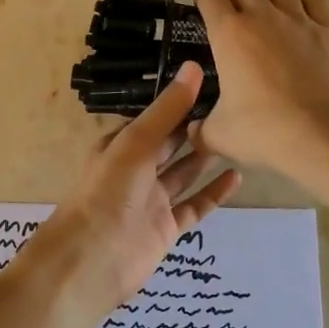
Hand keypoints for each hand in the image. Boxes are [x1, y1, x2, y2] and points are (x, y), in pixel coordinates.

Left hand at [39, 62, 240, 318]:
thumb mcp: (136, 143)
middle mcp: (136, 169)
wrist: (91, 260)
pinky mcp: (166, 228)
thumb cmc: (108, 192)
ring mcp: (152, 200)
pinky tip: (236, 177)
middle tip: (234, 107)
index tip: (214, 83)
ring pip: (183, 172)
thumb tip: (195, 67)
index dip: (180, 101)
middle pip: (170, 143)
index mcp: (121, 144)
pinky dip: (213, 192)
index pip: (155, 117)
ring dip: (205, 156)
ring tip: (238, 136)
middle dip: (195, 126)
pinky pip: (194, 205)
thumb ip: (167, 109)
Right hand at [194, 0, 328, 173]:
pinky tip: (303, 27)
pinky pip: (315, 1)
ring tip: (271, 21)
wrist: (322, 137)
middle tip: (237, 27)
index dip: (204, 5)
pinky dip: (306, 6)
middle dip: (237, 1)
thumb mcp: (218, 135)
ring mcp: (299, 21)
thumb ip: (200, 129)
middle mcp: (263, 17)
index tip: (204, 19)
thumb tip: (194, 130)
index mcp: (230, 33)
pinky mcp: (328, 32)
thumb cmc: (263, 130)